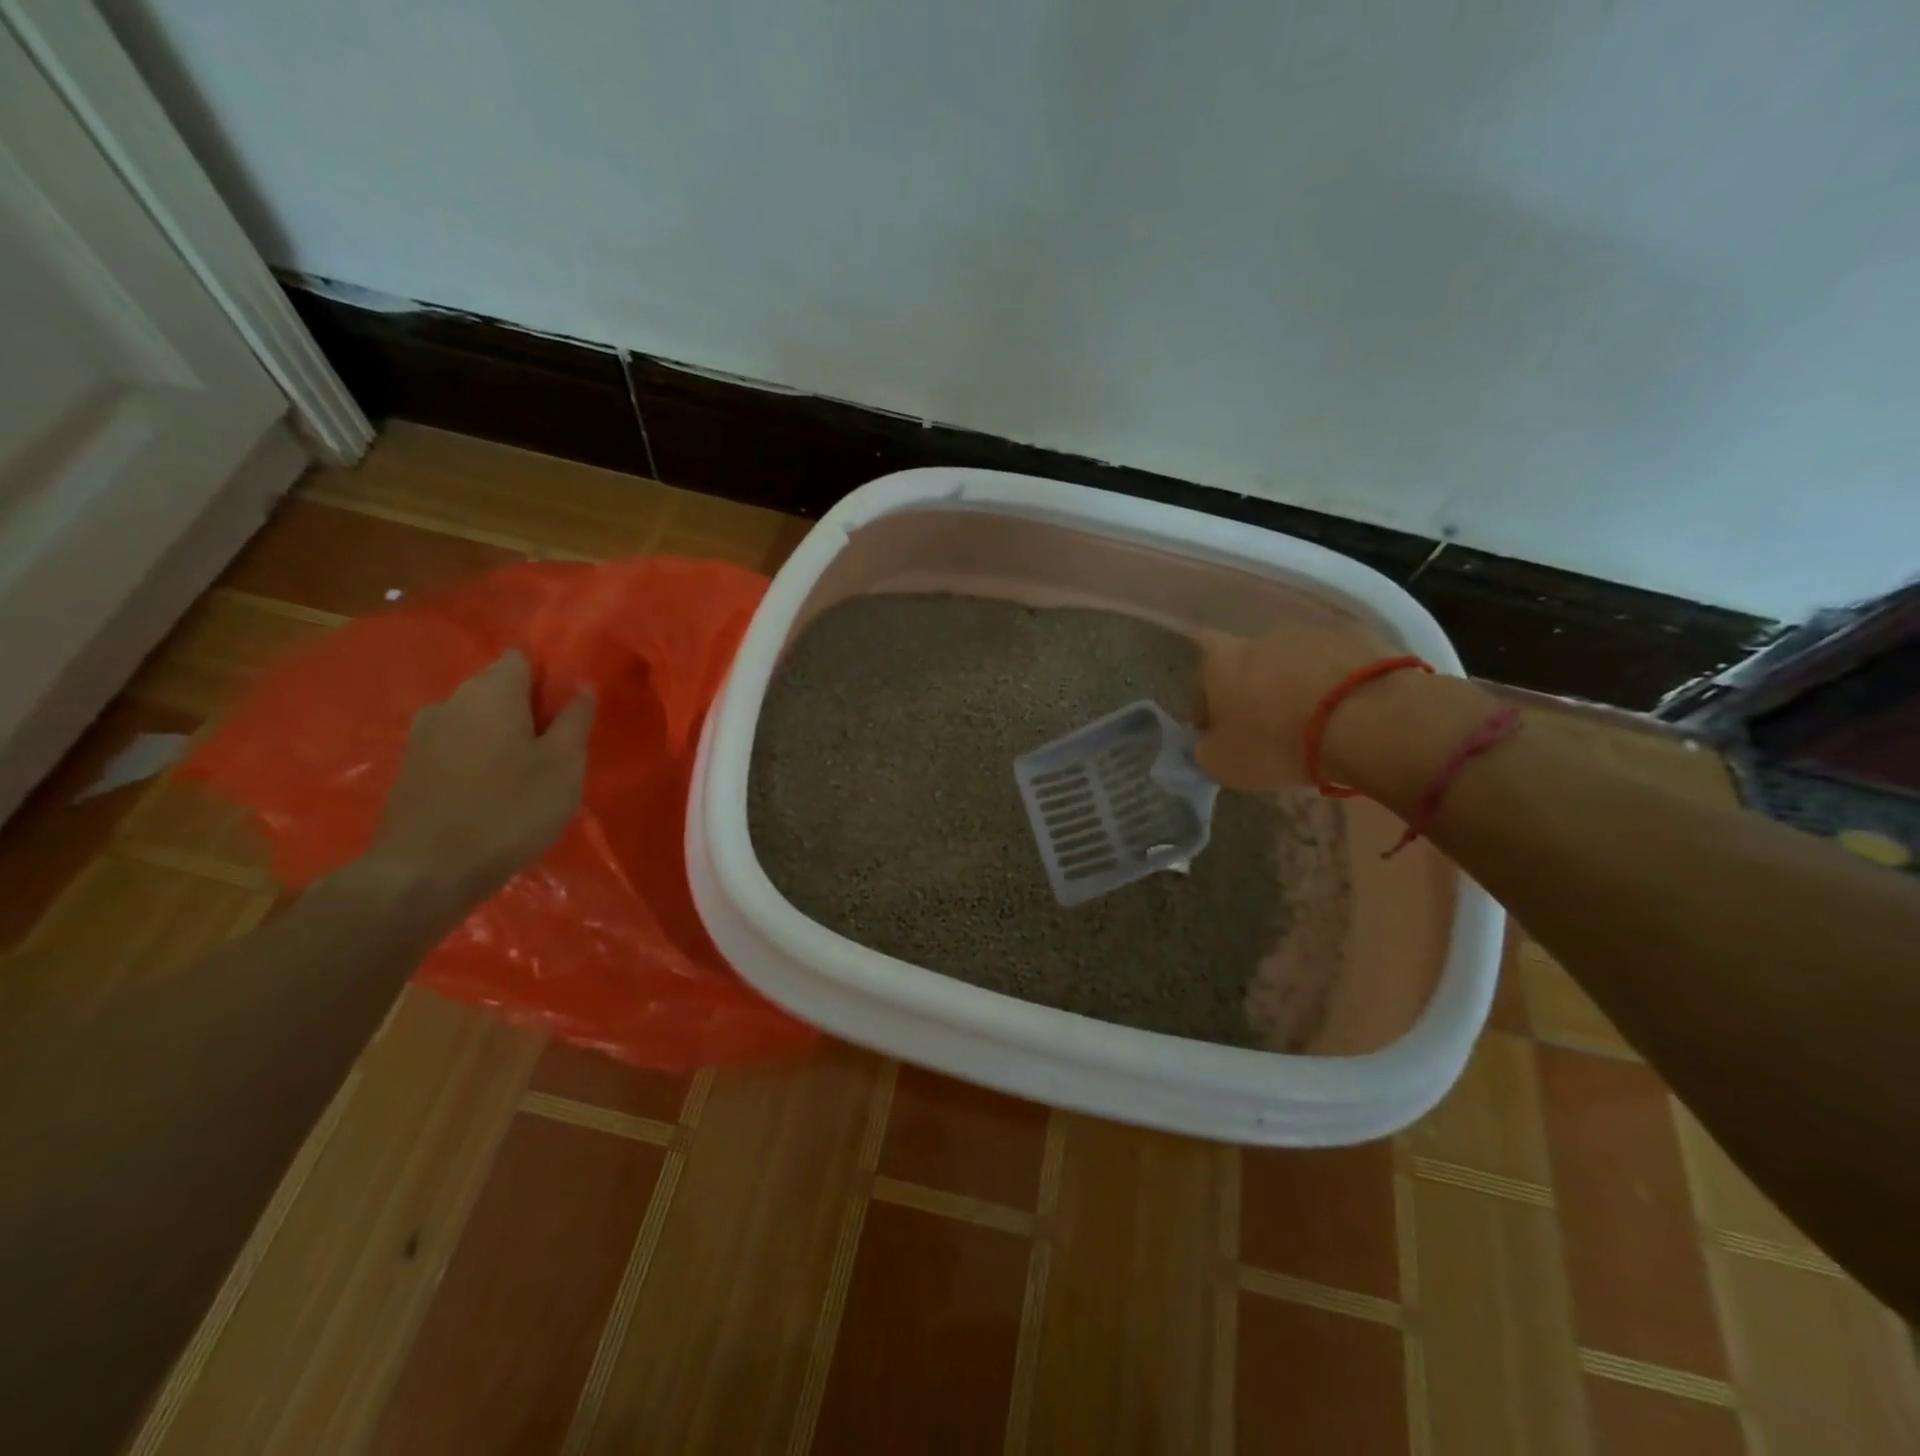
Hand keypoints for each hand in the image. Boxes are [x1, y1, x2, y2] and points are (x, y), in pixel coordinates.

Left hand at [363, 652, 594, 912]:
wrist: (426, 870)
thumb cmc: (510, 810)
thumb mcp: (564, 765)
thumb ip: (575, 719)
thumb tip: (581, 685)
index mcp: (492, 691)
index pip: (523, 657)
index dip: (550, 677)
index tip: (570, 710)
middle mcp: (452, 700)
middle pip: (498, 687)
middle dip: (529, 708)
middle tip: (557, 748)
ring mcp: (424, 733)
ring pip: (477, 718)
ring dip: (503, 735)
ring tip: (526, 774)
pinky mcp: (411, 765)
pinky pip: (457, 745)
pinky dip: (479, 757)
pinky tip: (493, 792)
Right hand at [1192, 622, 1396, 791]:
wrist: (1368, 721)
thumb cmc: (1278, 744)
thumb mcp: (1223, 764)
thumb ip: (1207, 748)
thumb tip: (1211, 742)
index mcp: (1219, 661)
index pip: (1200, 680)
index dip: (1206, 707)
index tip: (1219, 733)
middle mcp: (1260, 636)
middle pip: (1248, 666)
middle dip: (1254, 692)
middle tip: (1268, 728)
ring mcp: (1312, 631)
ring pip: (1294, 662)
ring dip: (1296, 685)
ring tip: (1314, 722)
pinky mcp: (1358, 635)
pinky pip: (1335, 664)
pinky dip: (1335, 684)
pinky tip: (1346, 712)